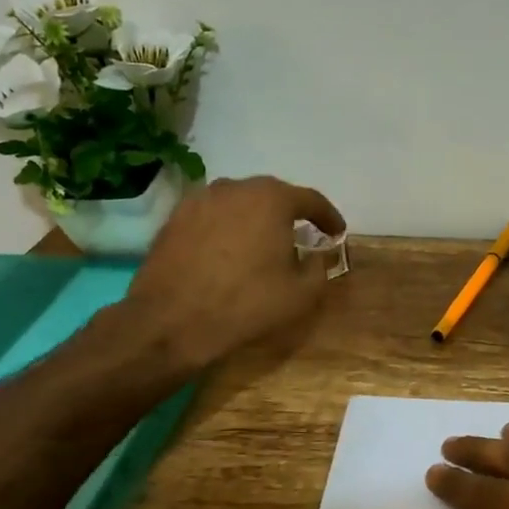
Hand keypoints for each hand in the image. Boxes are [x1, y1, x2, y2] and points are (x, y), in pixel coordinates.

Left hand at [125, 176, 345, 370]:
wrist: (171, 321)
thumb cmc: (245, 304)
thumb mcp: (300, 294)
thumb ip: (319, 268)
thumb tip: (317, 256)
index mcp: (272, 199)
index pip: (311, 200)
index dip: (328, 217)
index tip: (337, 232)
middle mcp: (235, 187)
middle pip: (272, 195)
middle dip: (289, 214)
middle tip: (300, 237)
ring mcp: (200, 199)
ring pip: (239, 203)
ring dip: (255, 219)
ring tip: (262, 244)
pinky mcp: (175, 217)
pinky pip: (213, 216)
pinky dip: (226, 228)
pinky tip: (228, 251)